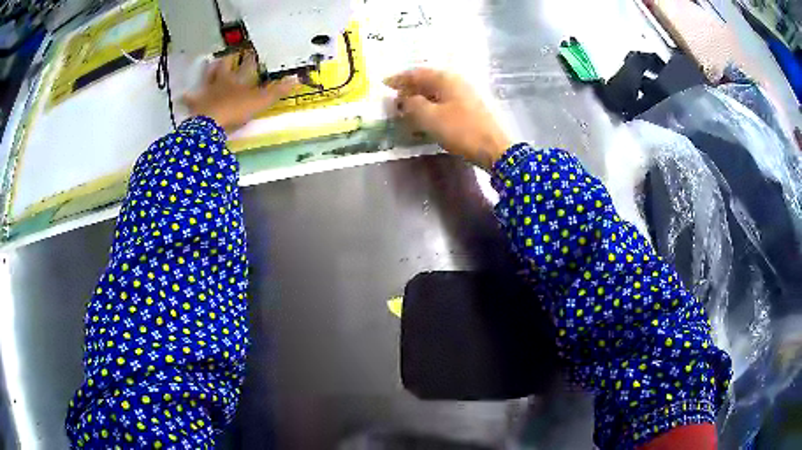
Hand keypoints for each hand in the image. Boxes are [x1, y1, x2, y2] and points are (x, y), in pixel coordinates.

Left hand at [182, 52, 297, 131]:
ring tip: (209, 64)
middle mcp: (222, 82)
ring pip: (208, 78)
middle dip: (228, 60)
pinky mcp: (196, 106)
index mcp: (238, 80)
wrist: (211, 124)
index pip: (247, 66)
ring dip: (209, 72)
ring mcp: (207, 93)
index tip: (253, 50)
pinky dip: (187, 98)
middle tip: (228, 54)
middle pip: (224, 68)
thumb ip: (277, 91)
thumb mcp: (260, 101)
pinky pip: (190, 100)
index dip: (251, 58)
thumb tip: (297, 79)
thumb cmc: (236, 110)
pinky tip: (182, 96)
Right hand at [385, 68, 510, 169]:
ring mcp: (465, 94)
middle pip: (427, 81)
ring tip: (406, 110)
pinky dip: (432, 107)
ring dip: (420, 99)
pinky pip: (445, 102)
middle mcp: (456, 81)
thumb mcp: (430, 117)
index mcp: (446, 78)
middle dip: (409, 89)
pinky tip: (425, 117)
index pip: (417, 73)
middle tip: (394, 99)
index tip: (384, 84)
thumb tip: (403, 99)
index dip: (399, 79)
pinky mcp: (470, 107)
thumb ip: (412, 105)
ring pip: (436, 92)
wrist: (495, 148)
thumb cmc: (461, 130)